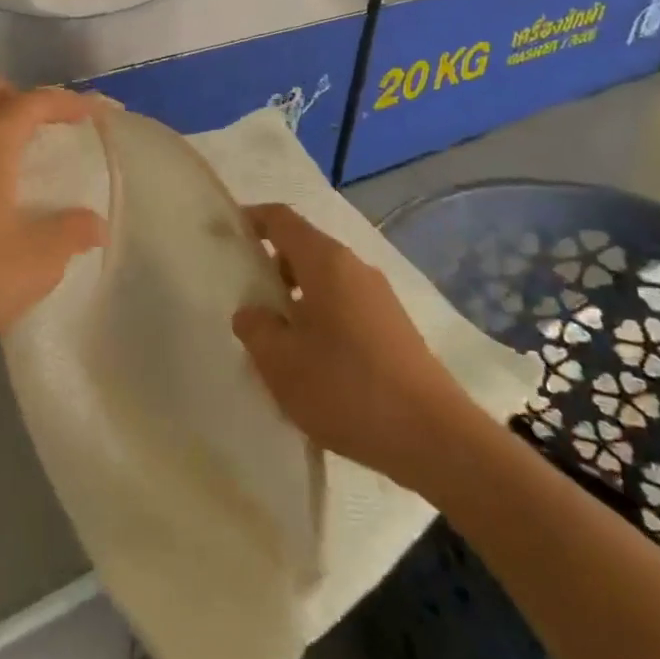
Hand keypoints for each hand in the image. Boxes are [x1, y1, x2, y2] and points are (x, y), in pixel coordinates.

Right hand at [233, 204, 471, 480]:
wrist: (434, 438)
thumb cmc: (346, 388)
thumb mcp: (280, 362)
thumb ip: (255, 327)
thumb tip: (253, 312)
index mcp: (326, 262)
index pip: (281, 219)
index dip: (251, 220)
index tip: (225, 235)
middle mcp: (355, 269)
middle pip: (303, 250)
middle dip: (269, 268)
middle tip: (244, 301)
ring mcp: (379, 298)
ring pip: (324, 283)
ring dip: (294, 300)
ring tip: (273, 341)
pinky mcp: (394, 328)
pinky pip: (344, 308)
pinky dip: (319, 320)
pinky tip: (311, 365)